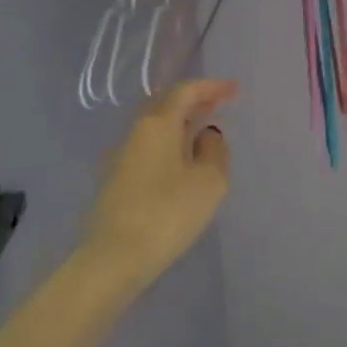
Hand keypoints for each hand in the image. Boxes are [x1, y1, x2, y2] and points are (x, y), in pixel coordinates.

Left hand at [81, 78, 235, 283]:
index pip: (185, 91)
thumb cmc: (167, 213)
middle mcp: (135, 132)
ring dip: (179, 122)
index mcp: (157, 123)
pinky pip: (147, 147)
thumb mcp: (209, 181)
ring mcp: (120, 156)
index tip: (234, 89)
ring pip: (153, 126)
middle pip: (164, 103)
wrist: (112, 259)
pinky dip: (168, 142)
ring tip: (202, 130)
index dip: (211, 86)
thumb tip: (207, 134)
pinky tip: (180, 160)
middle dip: (192, 100)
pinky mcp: (114, 181)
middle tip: (217, 103)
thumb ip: (214, 150)